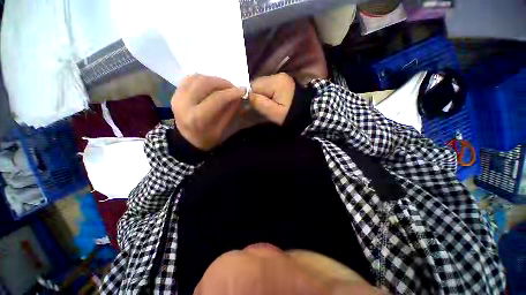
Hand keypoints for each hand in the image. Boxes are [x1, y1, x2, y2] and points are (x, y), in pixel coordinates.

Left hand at [172, 75, 245, 150]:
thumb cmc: (206, 138)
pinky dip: (204, 78)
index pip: (217, 98)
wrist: (187, 140)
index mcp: (197, 118)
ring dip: (214, 79)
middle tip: (233, 88)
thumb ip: (230, 112)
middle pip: (205, 83)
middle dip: (223, 83)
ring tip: (224, 86)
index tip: (243, 90)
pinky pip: (190, 78)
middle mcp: (184, 104)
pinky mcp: (175, 92)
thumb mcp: (222, 130)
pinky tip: (212, 85)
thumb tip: (238, 97)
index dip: (232, 92)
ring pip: (197, 78)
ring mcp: (177, 96)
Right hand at [249, 73, 295, 124]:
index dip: (252, 96)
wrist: (308, 113)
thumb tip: (248, 95)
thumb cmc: (291, 115)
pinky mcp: (283, 81)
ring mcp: (281, 77)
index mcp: (276, 82)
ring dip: (262, 94)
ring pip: (263, 85)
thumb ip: (259, 103)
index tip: (255, 107)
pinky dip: (267, 93)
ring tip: (268, 105)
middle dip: (257, 95)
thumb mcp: (274, 113)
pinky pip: (269, 86)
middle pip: (258, 83)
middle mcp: (278, 75)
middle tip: (262, 107)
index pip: (254, 85)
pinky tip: (272, 100)